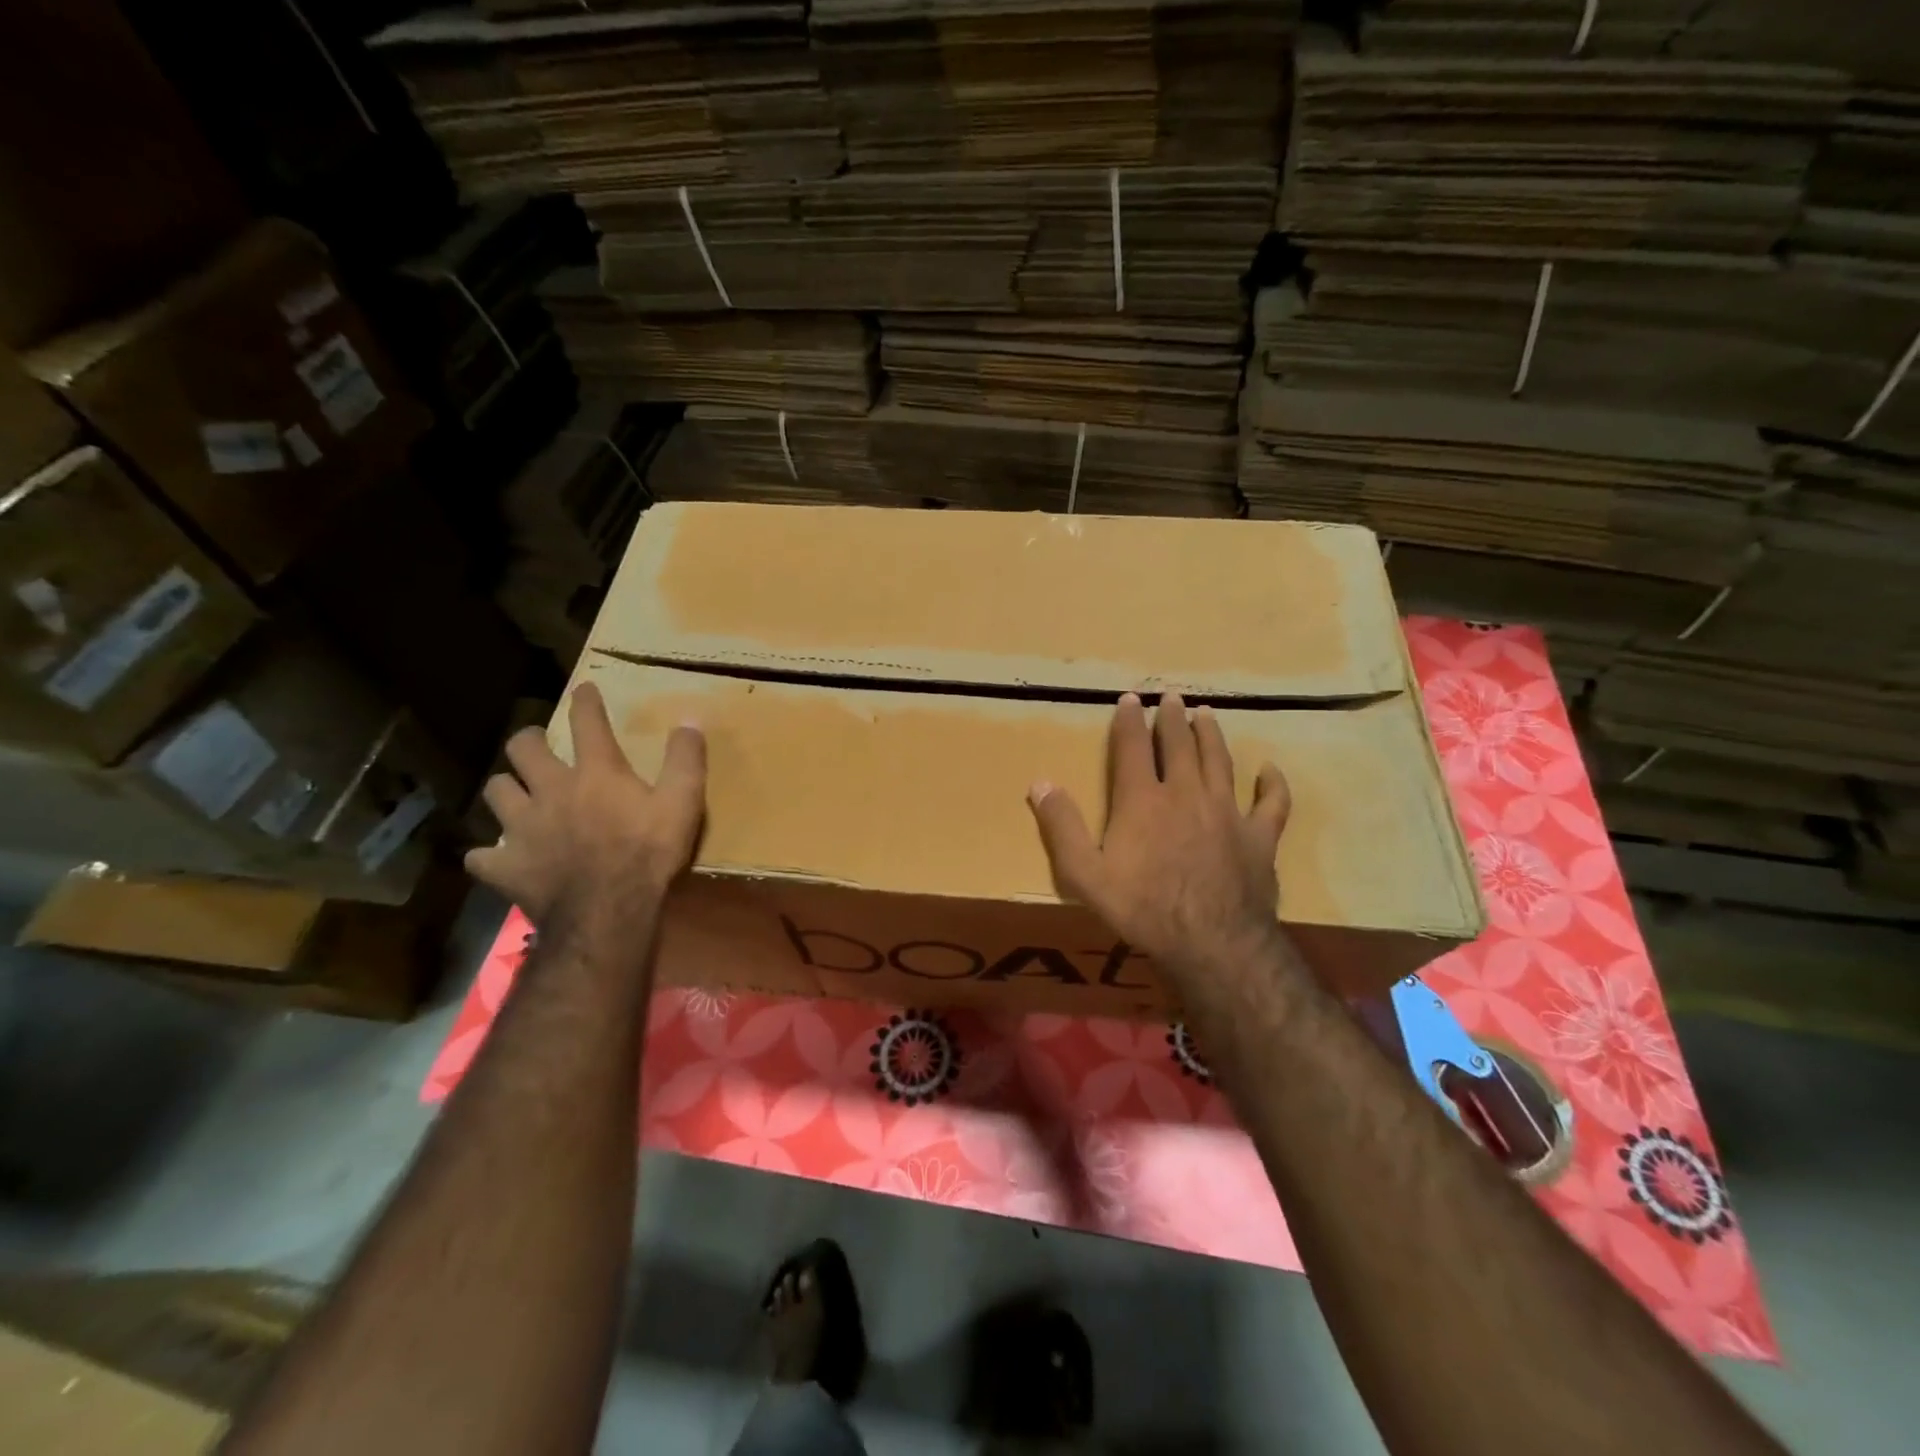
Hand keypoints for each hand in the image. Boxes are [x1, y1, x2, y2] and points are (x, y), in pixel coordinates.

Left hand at [465, 682, 705, 925]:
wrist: (608, 912)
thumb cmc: (649, 853)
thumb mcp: (683, 802)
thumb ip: (685, 760)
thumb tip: (689, 719)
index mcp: (596, 773)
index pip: (588, 723)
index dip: (586, 702)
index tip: (584, 690)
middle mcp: (551, 790)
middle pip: (523, 749)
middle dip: (529, 740)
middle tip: (537, 744)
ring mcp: (522, 828)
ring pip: (496, 792)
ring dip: (506, 789)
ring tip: (516, 795)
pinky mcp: (506, 867)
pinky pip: (482, 856)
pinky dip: (490, 854)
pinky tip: (500, 857)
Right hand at [1027, 691, 1290, 986]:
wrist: (1211, 943)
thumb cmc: (1142, 908)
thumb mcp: (1084, 874)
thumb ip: (1061, 827)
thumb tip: (1040, 783)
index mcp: (1143, 799)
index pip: (1133, 747)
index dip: (1129, 721)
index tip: (1129, 699)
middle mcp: (1186, 793)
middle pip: (1179, 745)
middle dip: (1172, 718)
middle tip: (1171, 696)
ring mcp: (1227, 812)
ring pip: (1220, 761)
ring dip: (1212, 734)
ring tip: (1207, 713)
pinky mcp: (1259, 836)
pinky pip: (1271, 802)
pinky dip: (1272, 783)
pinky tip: (1270, 770)